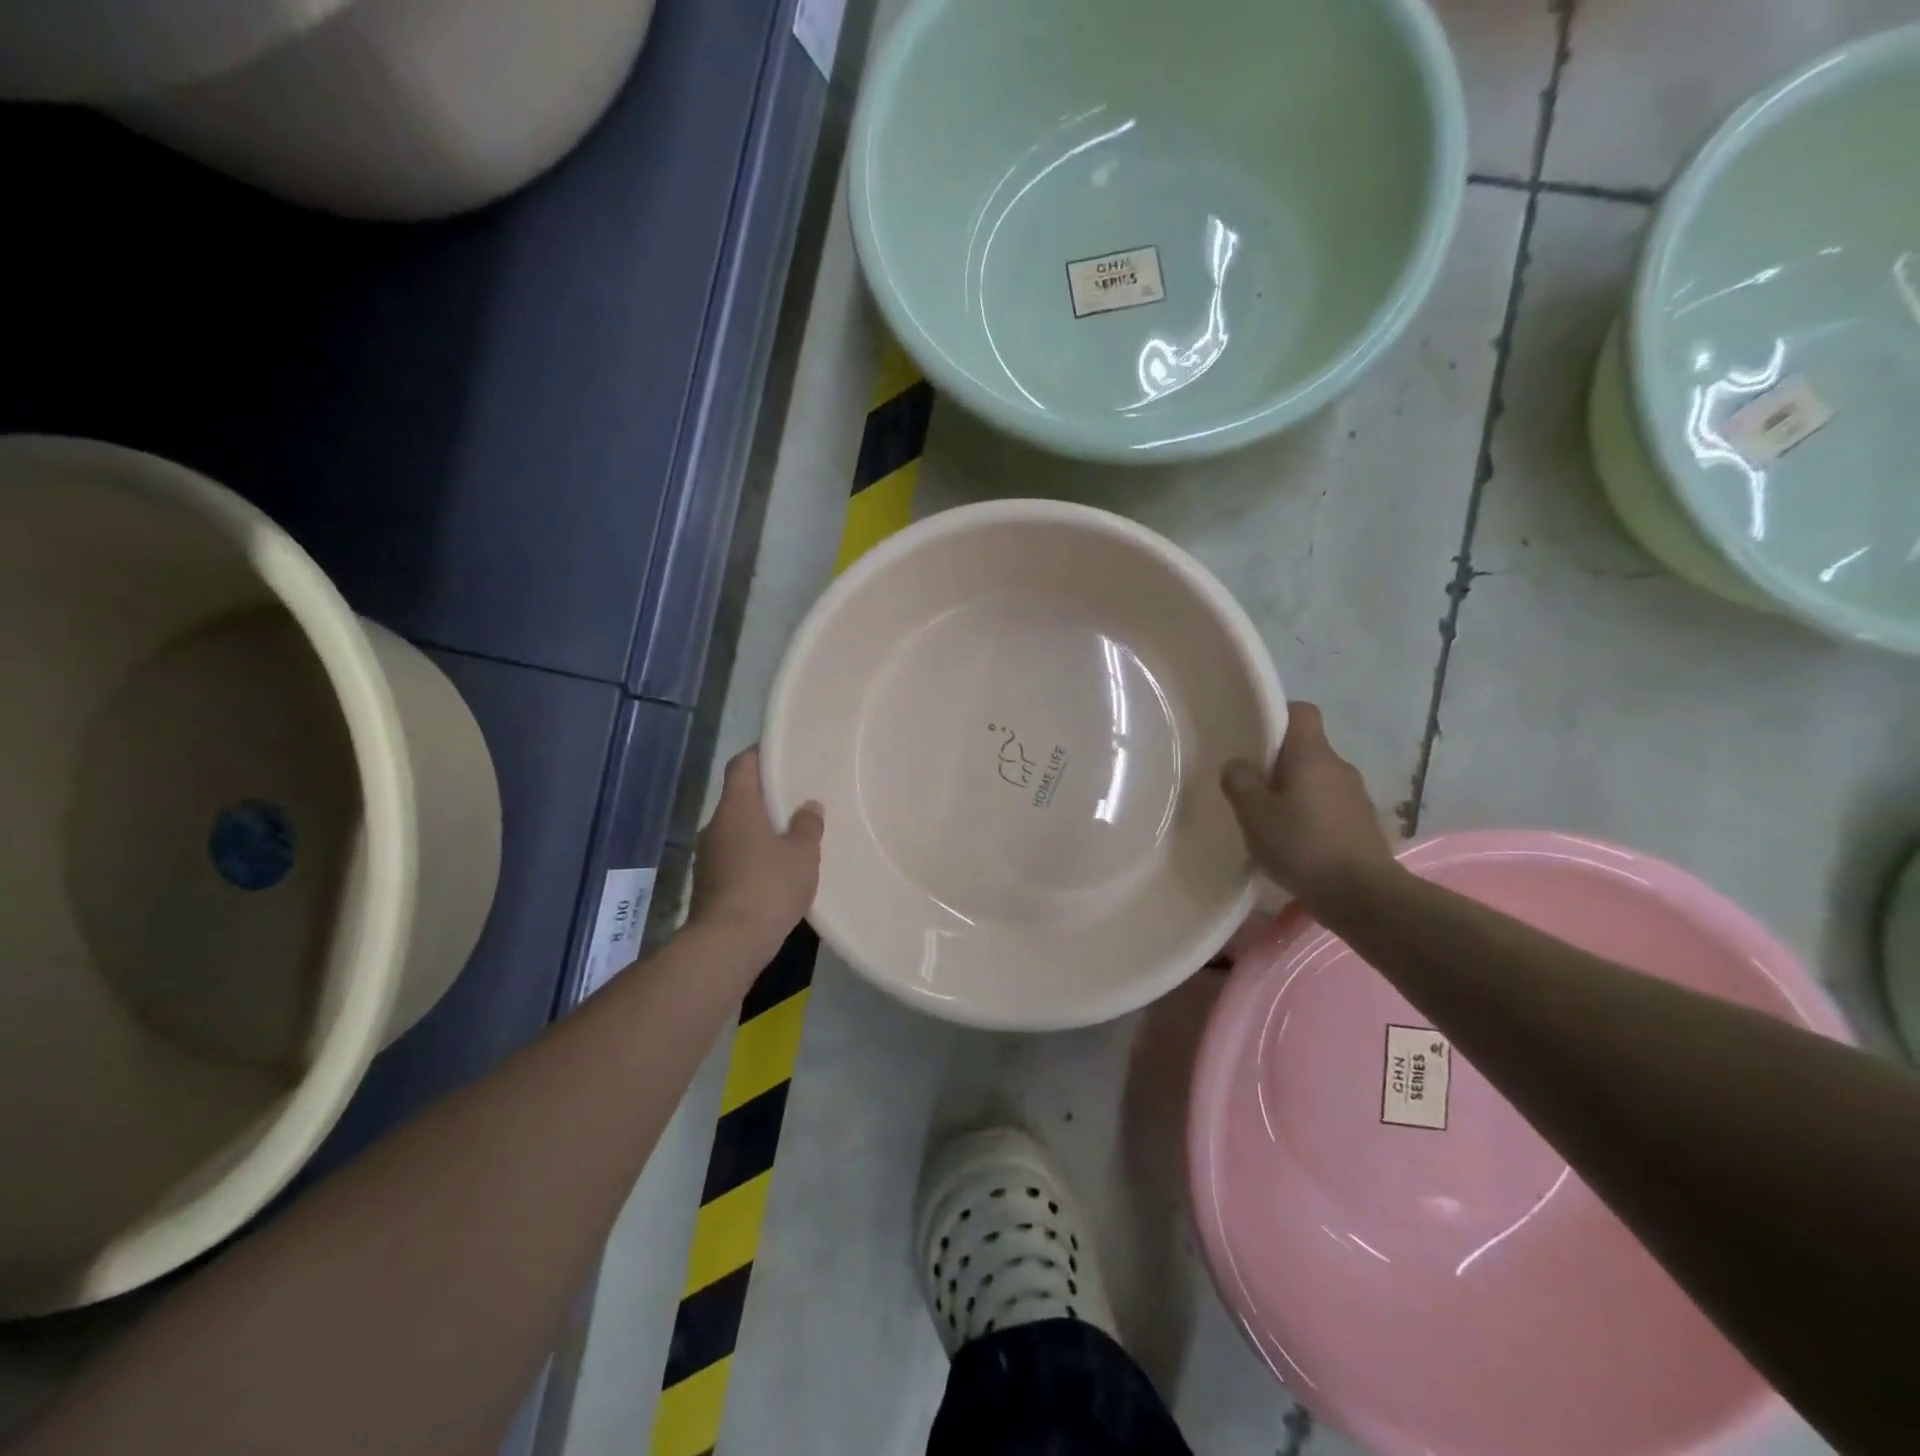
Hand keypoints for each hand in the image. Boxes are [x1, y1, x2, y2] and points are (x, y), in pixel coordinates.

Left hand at [691, 747, 822, 956]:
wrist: (728, 943)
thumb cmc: (768, 887)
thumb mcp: (802, 855)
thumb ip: (808, 826)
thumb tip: (809, 806)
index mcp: (737, 808)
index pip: (741, 765)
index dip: (759, 755)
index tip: (780, 754)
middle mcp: (716, 825)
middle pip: (739, 798)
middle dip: (765, 797)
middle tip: (795, 799)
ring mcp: (708, 856)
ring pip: (736, 830)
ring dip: (759, 830)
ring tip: (790, 837)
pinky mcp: (708, 883)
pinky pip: (733, 857)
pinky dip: (752, 856)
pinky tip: (775, 871)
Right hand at [1220, 702, 1399, 914]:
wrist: (1363, 896)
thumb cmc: (1303, 846)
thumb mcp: (1255, 815)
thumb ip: (1240, 783)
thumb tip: (1237, 764)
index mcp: (1313, 755)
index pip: (1301, 712)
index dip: (1277, 716)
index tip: (1253, 735)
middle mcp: (1339, 767)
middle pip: (1306, 748)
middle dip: (1278, 762)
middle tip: (1250, 784)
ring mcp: (1356, 795)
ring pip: (1317, 779)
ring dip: (1294, 791)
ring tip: (1269, 818)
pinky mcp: (1362, 823)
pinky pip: (1328, 805)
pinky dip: (1310, 814)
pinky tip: (1293, 840)